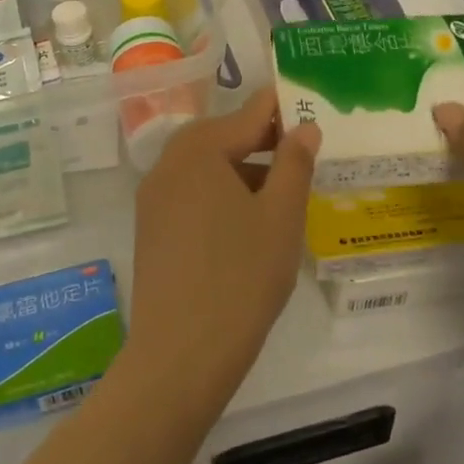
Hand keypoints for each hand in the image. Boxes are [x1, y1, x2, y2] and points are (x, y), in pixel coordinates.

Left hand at [124, 88, 320, 403]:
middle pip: (223, 135)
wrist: (180, 355)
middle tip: (303, 153)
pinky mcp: (151, 227)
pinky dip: (222, 194)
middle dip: (263, 140)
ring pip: (207, 166)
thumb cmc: (241, 277)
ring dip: (243, 169)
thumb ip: (294, 163)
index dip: (283, 108)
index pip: (249, 112)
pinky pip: (192, 193)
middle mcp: (169, 162)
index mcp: (199, 148)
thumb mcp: (280, 216)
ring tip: (282, 192)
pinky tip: (248, 223)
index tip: (312, 108)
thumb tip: (305, 126)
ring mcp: (154, 196)